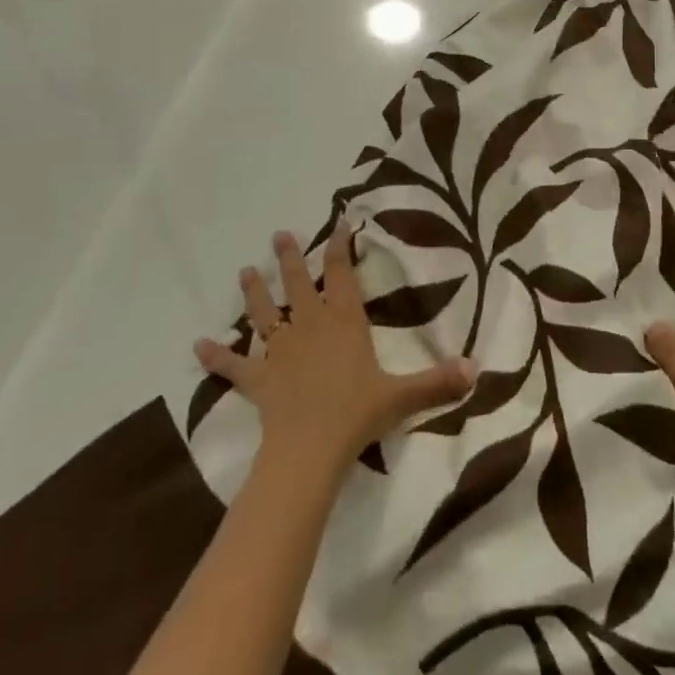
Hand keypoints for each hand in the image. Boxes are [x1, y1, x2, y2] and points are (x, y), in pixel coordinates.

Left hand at [195, 222, 474, 474]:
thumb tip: (477, 368)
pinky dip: (217, 357)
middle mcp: (310, 326)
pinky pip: (235, 366)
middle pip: (299, 284)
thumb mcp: (402, 397)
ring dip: (254, 293)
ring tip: (245, 271)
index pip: (341, 274)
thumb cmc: (356, 415)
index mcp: (343, 322)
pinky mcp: (258, 379)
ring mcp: (280, 351)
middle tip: (279, 234)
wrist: (309, 451)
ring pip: (264, 314)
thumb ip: (438, 381)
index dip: (340, 246)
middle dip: (290, 257)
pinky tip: (197, 346)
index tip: (340, 224)